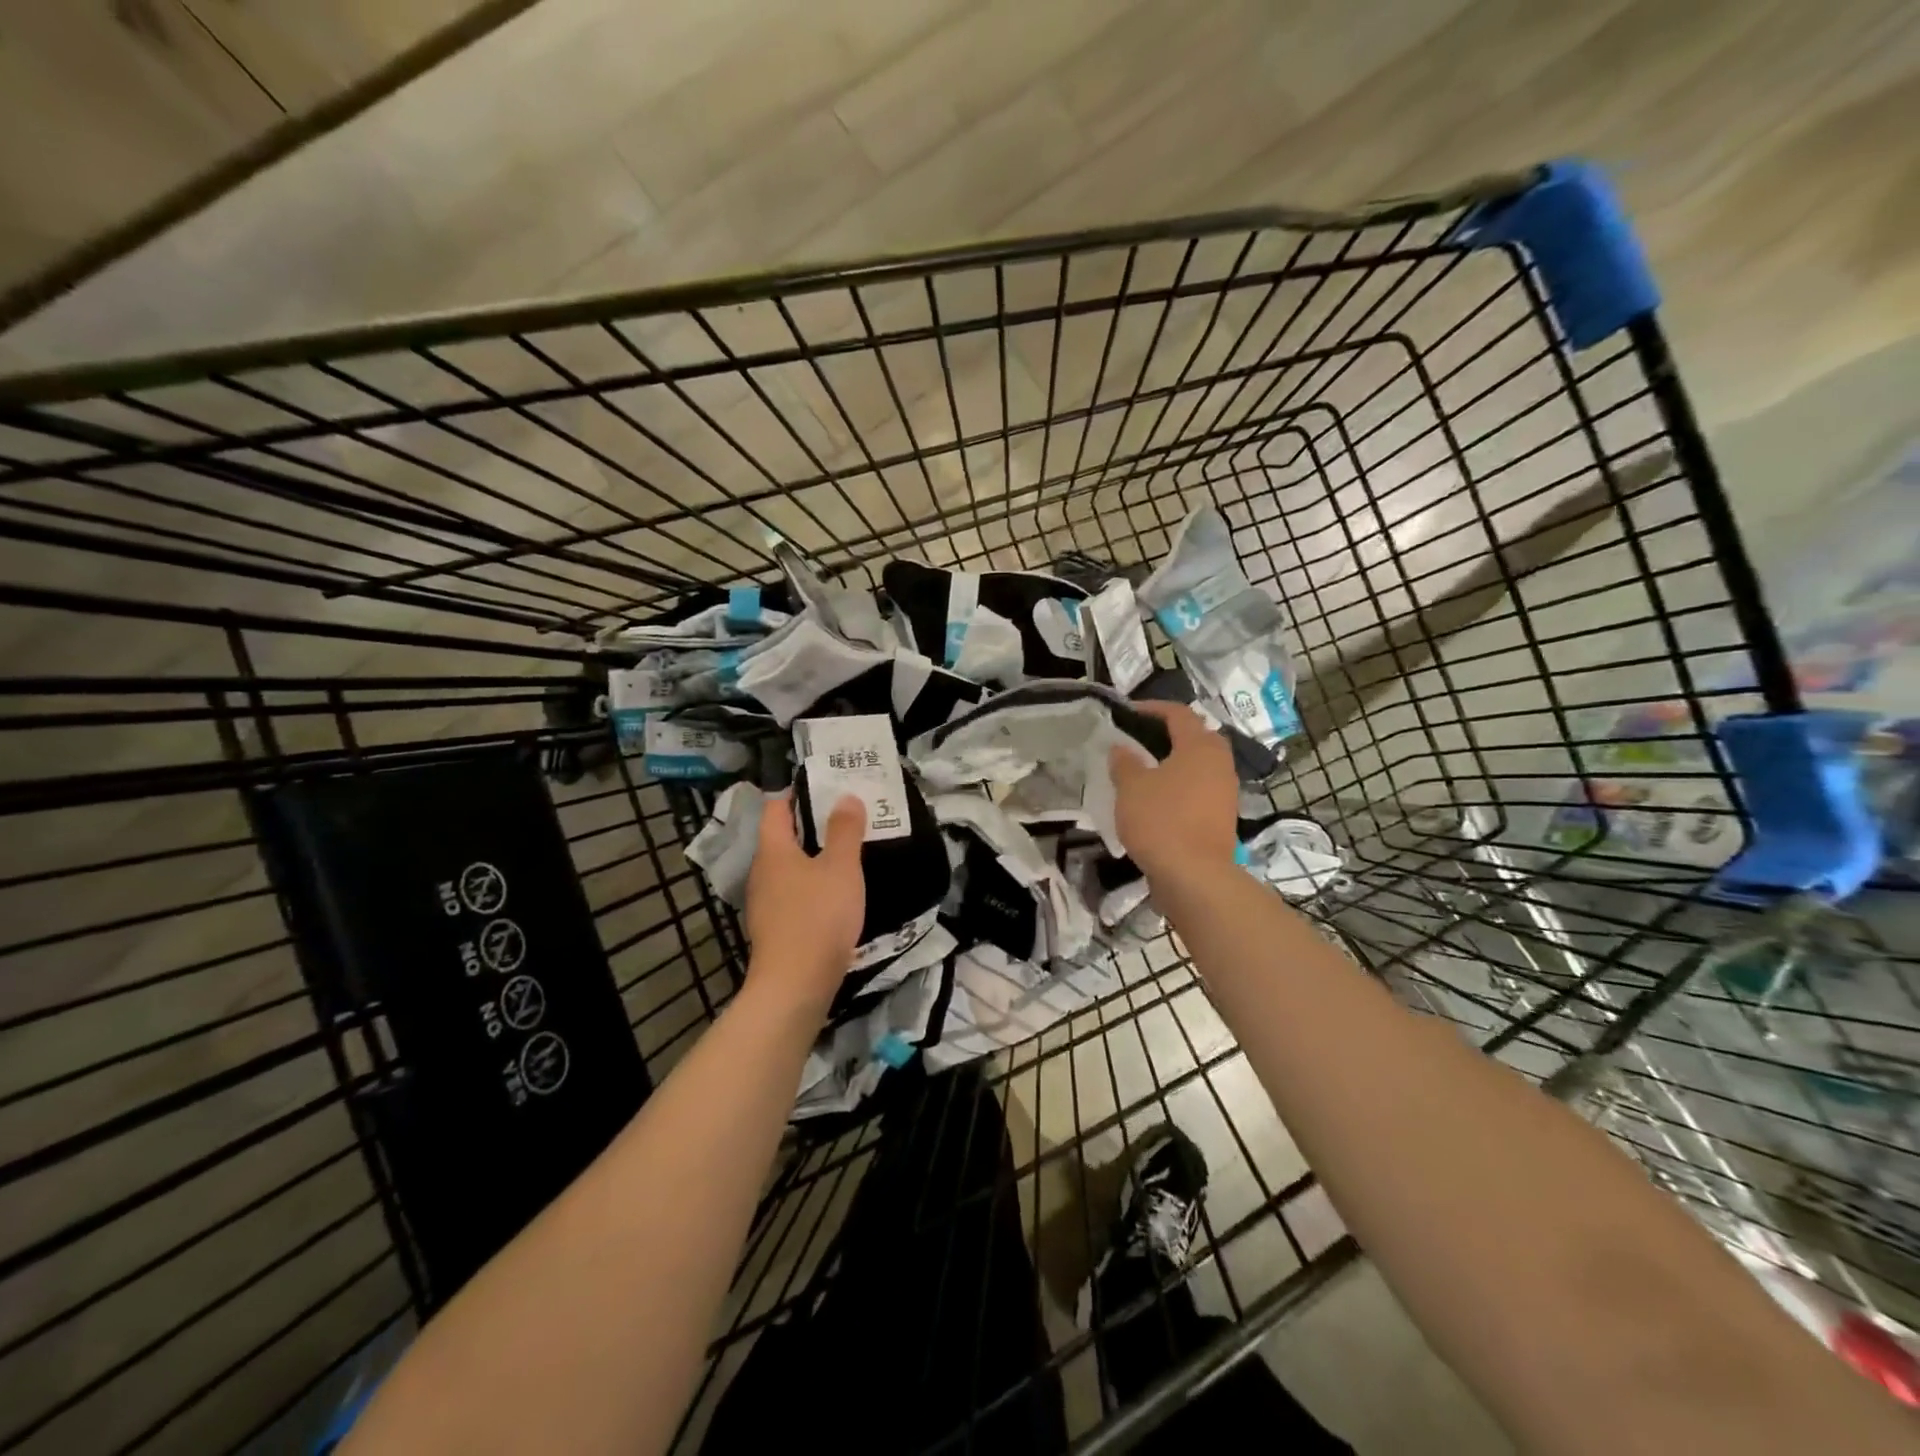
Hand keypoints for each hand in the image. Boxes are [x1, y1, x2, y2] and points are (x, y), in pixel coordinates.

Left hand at [743, 793, 865, 1011]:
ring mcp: (765, 903)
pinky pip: (794, 894)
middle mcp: (762, 872)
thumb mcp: (841, 868)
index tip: (826, 786)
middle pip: (782, 837)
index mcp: (773, 850)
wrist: (795, 986)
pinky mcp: (775, 929)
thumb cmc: (818, 917)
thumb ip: (845, 831)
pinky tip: (836, 894)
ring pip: (789, 868)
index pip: (775, 808)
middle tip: (846, 817)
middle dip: (811, 825)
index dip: (796, 793)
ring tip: (847, 853)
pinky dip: (812, 886)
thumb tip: (845, 797)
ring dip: (814, 858)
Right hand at [1110, 701, 1238, 883]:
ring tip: (1145, 769)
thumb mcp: (1131, 787)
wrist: (1194, 875)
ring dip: (1175, 762)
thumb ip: (1124, 762)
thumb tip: (1121, 748)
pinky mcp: (1222, 816)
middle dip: (1168, 734)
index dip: (1152, 708)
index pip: (1178, 713)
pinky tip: (1158, 799)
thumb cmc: (1161, 820)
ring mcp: (1225, 791)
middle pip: (1195, 737)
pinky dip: (1180, 786)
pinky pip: (1199, 789)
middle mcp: (1219, 763)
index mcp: (1200, 746)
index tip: (1128, 712)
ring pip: (1199, 765)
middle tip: (1139, 739)